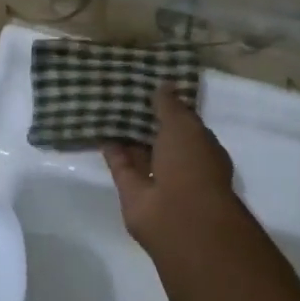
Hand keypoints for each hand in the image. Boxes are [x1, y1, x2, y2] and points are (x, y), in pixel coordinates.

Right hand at [103, 86, 242, 250]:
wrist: (178, 216)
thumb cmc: (191, 164)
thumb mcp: (184, 125)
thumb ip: (170, 105)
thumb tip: (164, 84)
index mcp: (201, 148)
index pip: (184, 123)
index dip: (170, 106)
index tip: (151, 87)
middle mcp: (181, 164)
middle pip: (160, 138)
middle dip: (145, 120)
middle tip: (124, 92)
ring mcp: (156, 179)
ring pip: (139, 152)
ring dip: (126, 134)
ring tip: (107, 106)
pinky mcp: (132, 191)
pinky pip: (121, 164)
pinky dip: (111, 149)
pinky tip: (98, 128)